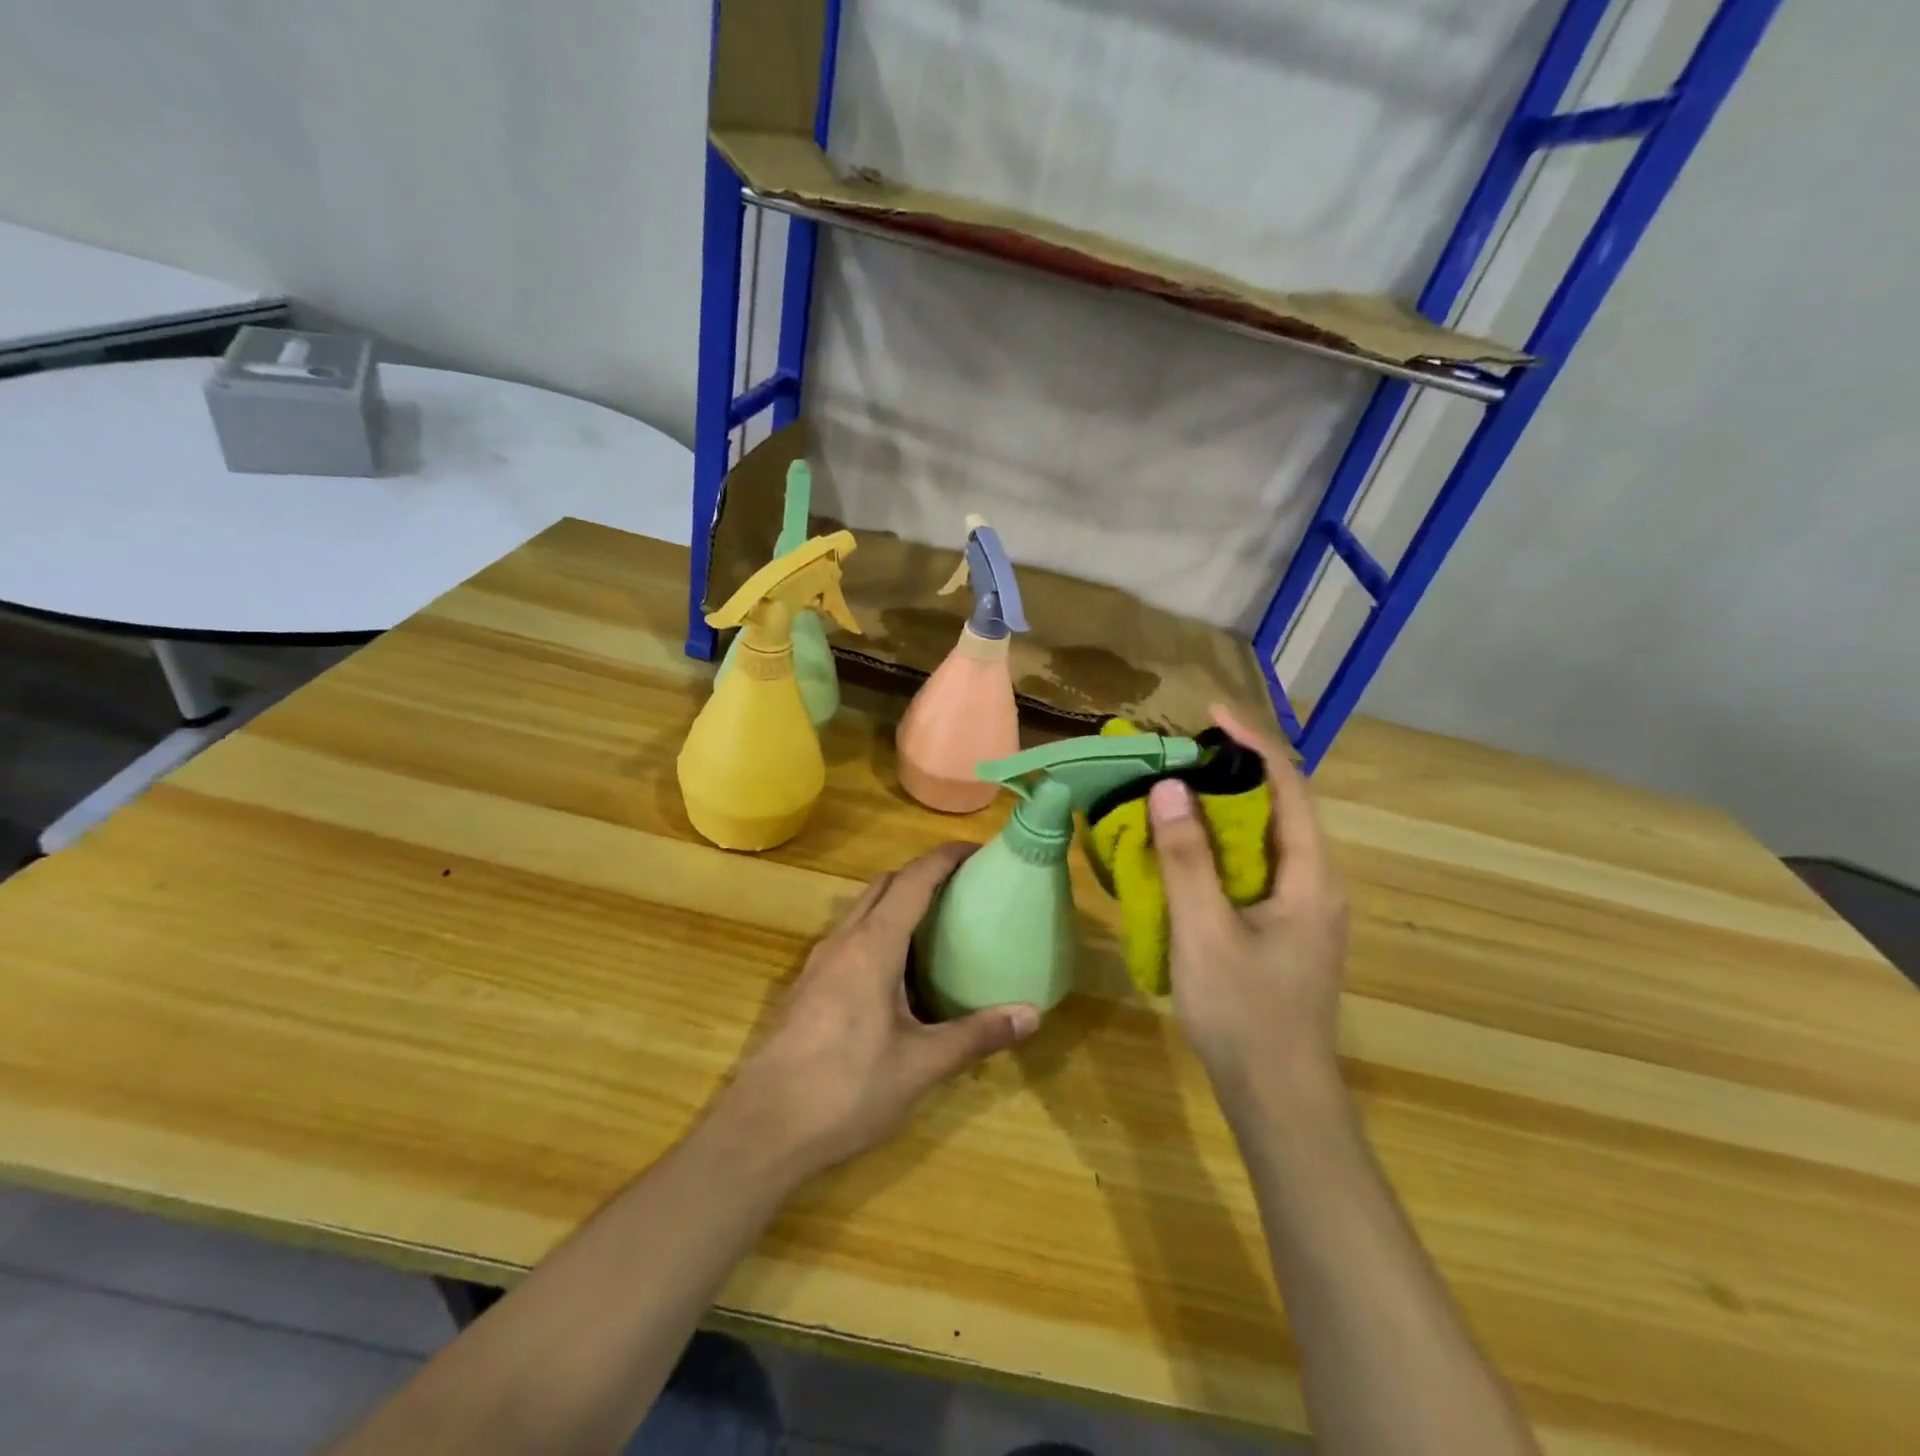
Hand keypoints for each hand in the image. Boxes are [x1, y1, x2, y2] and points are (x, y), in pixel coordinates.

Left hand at [719, 843, 1040, 1181]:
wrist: (762, 1129)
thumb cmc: (846, 1089)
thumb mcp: (921, 1066)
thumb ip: (976, 1036)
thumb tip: (1032, 1014)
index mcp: (872, 946)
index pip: (913, 880)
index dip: (945, 857)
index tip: (977, 850)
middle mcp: (843, 941)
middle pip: (885, 884)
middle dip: (923, 873)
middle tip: (963, 886)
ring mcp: (819, 962)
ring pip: (862, 908)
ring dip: (897, 899)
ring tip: (937, 921)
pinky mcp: (808, 986)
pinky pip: (850, 936)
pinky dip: (879, 929)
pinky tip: (897, 970)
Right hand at [1149, 704, 1348, 1106]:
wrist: (1280, 1099)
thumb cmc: (1244, 1014)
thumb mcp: (1205, 932)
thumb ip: (1187, 858)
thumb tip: (1169, 788)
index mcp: (1311, 876)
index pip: (1289, 786)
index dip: (1250, 744)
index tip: (1209, 715)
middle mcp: (1318, 883)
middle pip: (1282, 806)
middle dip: (1235, 771)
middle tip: (1181, 755)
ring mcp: (1306, 909)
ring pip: (1268, 839)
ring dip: (1227, 808)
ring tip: (1178, 791)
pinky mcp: (1287, 929)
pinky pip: (1257, 868)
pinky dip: (1224, 845)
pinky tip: (1188, 851)